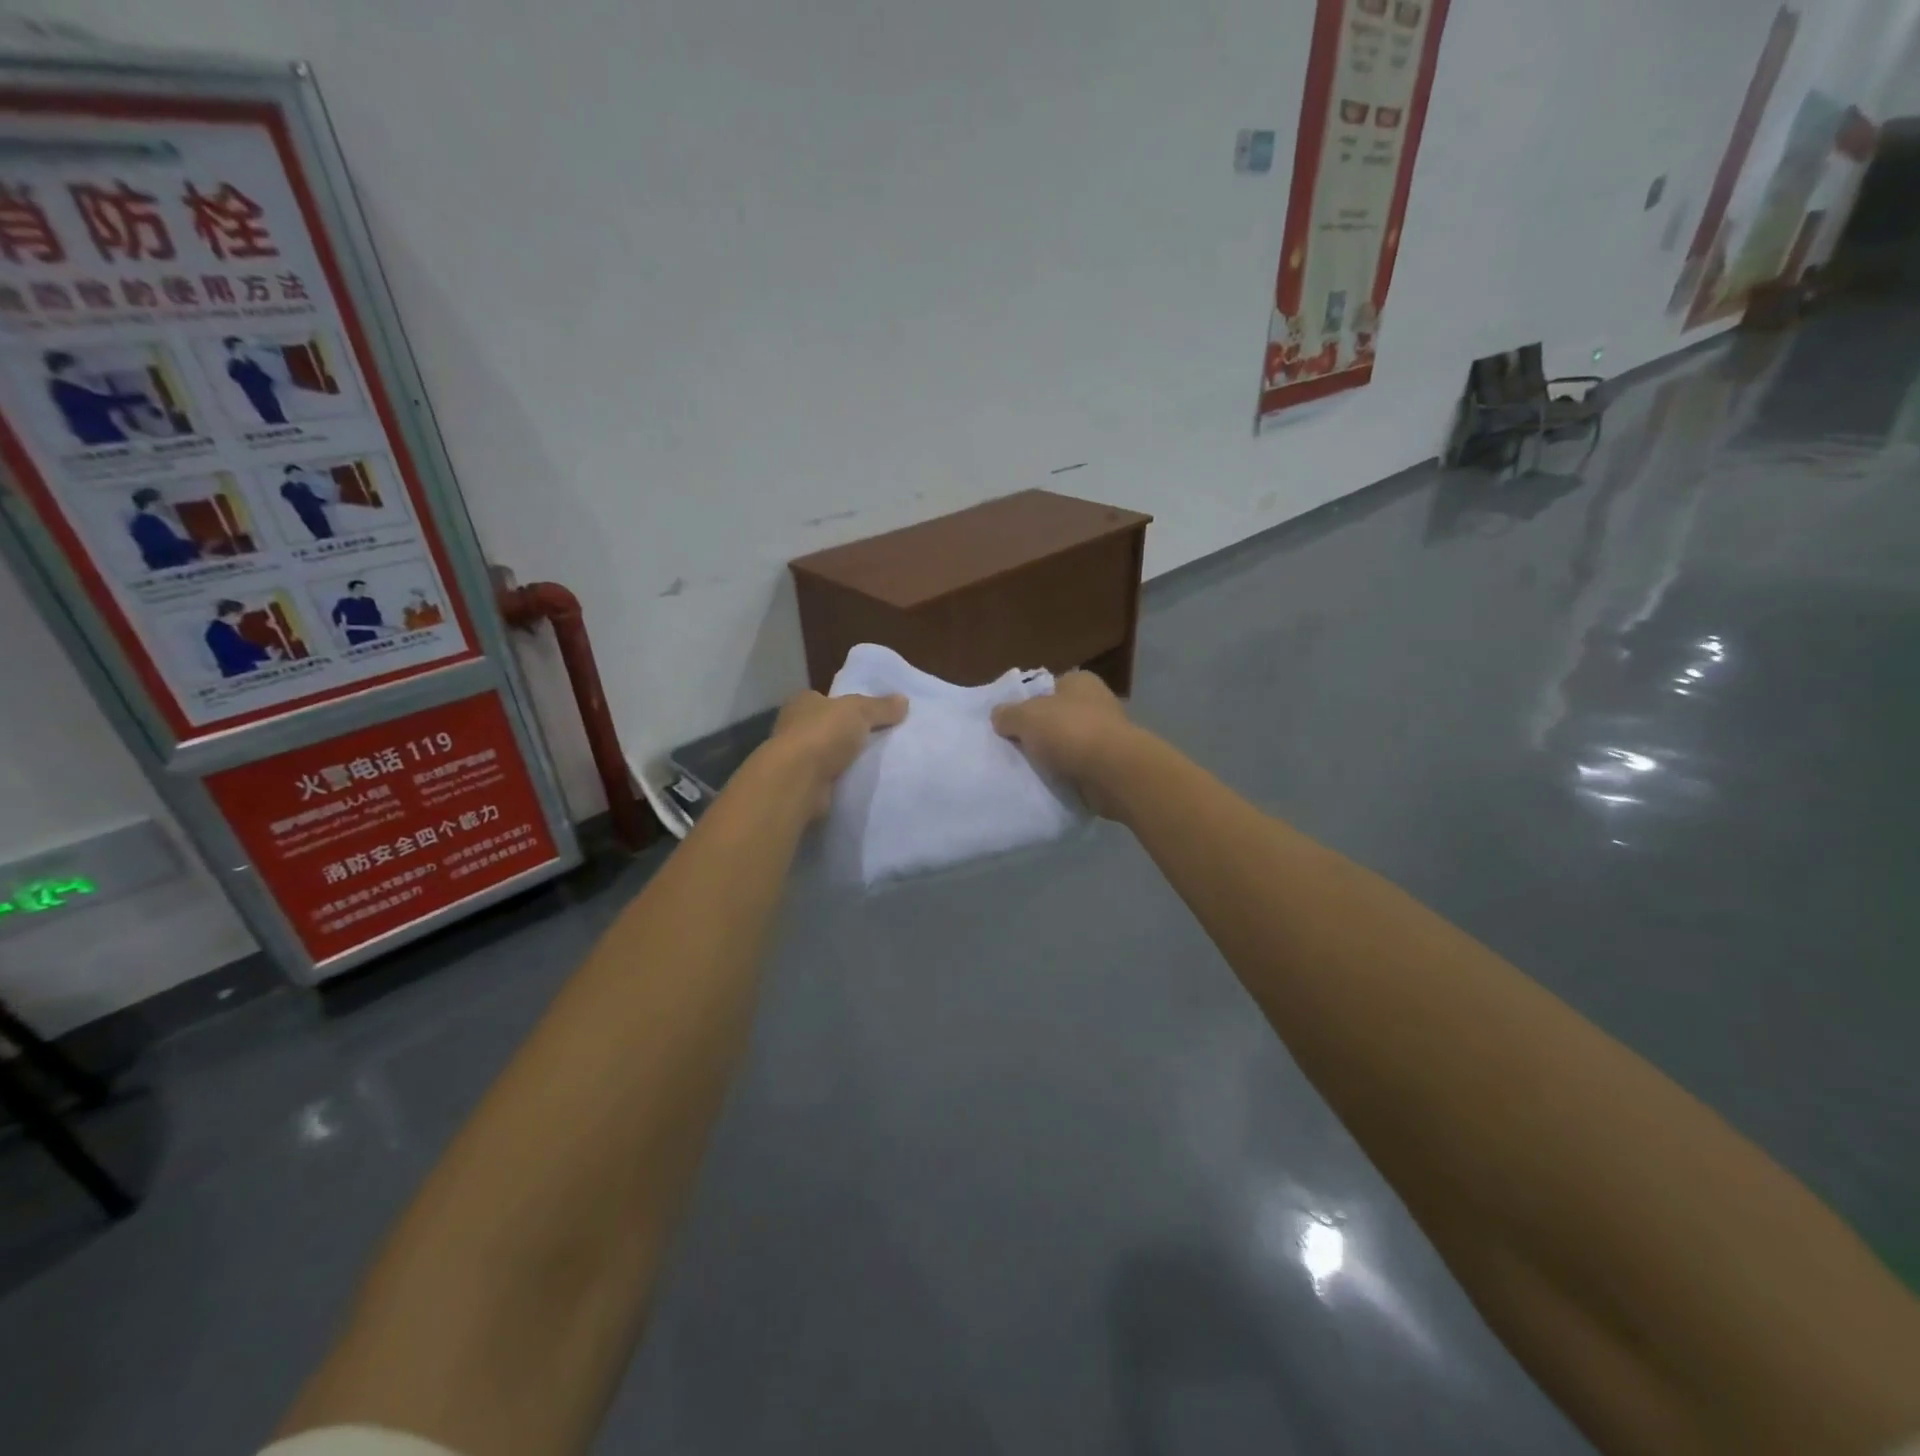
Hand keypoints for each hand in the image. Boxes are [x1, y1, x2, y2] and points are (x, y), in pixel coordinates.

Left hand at [765, 690, 907, 816]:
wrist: (798, 781)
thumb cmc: (823, 734)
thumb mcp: (859, 711)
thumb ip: (881, 706)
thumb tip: (904, 700)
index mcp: (803, 703)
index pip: (826, 700)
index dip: (846, 705)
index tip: (870, 715)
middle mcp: (794, 727)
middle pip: (828, 727)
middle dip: (848, 734)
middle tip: (880, 739)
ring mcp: (795, 758)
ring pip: (827, 754)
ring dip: (845, 759)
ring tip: (876, 763)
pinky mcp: (800, 784)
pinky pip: (828, 778)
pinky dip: (841, 779)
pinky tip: (861, 782)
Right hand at [991, 670, 1141, 817]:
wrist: (1113, 772)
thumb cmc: (1070, 731)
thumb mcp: (1026, 717)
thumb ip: (1008, 714)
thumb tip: (999, 716)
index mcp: (1080, 682)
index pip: (1049, 687)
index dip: (1029, 702)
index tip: (1011, 721)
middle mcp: (1097, 703)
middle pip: (1058, 716)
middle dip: (1040, 731)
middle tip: (1014, 747)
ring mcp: (1107, 735)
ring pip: (1069, 743)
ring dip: (1054, 756)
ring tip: (1029, 768)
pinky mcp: (1110, 764)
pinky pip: (1079, 767)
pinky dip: (1067, 774)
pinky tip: (1050, 783)